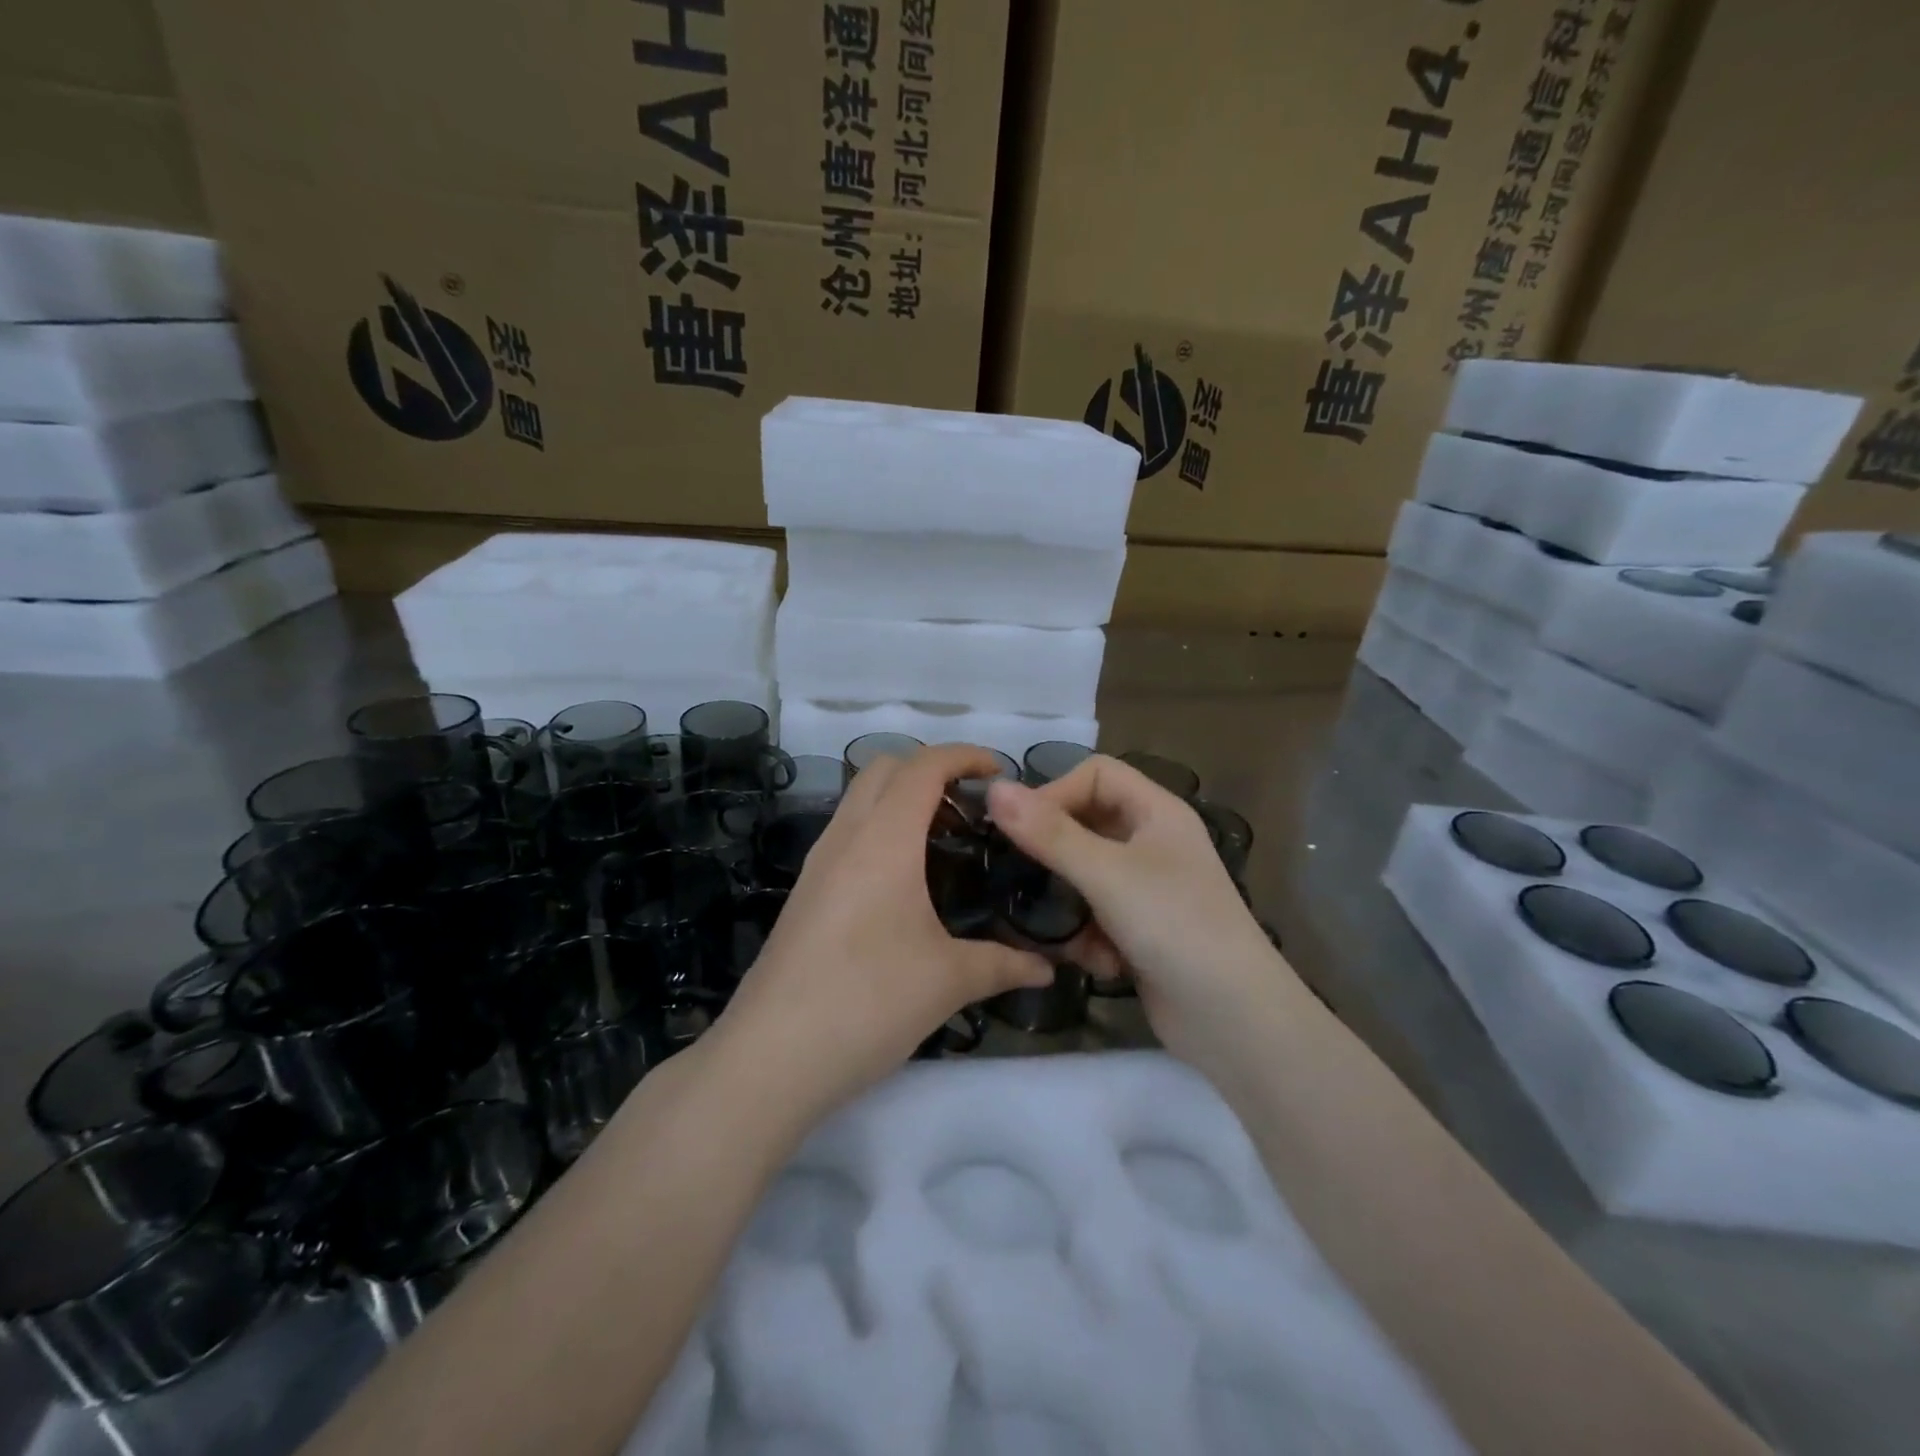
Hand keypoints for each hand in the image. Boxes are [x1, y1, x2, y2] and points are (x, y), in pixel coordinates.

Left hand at [709, 744, 1053, 1119]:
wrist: (771, 1056)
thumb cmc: (868, 1002)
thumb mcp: (948, 981)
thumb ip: (1004, 964)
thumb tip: (1048, 968)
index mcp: (884, 839)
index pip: (924, 766)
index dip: (965, 756)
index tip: (1000, 773)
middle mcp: (846, 836)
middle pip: (885, 768)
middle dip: (931, 769)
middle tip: (972, 806)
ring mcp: (818, 863)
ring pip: (860, 799)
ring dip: (901, 798)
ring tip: (945, 839)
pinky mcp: (805, 892)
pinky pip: (847, 833)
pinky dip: (881, 828)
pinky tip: (905, 880)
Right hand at [986, 756, 1285, 1068]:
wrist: (1235, 1020)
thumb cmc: (1175, 926)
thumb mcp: (1107, 874)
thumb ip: (1049, 833)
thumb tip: (993, 788)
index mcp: (1157, 812)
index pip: (1095, 775)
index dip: (1055, 792)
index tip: (1019, 828)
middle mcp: (1153, 843)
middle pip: (1087, 825)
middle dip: (1054, 852)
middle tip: (1018, 874)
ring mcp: (1148, 890)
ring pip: (1085, 875)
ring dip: (1068, 902)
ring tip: (1055, 926)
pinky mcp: (1141, 932)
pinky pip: (1096, 916)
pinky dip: (1088, 936)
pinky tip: (1094, 962)